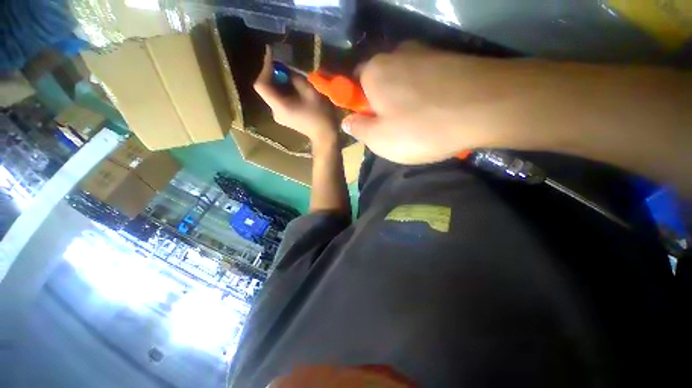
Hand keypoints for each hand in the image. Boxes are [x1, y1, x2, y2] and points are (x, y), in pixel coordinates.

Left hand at [254, 46, 337, 146]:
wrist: (325, 136)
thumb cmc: (320, 115)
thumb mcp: (310, 92)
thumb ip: (295, 78)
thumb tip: (286, 70)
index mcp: (279, 106)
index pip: (261, 85)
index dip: (265, 68)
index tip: (271, 55)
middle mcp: (275, 112)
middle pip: (267, 89)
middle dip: (274, 74)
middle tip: (285, 65)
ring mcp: (279, 116)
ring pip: (273, 94)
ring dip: (280, 82)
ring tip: (291, 75)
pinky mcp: (285, 117)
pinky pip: (279, 100)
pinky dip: (284, 91)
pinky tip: (294, 88)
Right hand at [342, 43, 520, 163]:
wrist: (486, 108)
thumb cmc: (420, 128)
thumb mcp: (379, 139)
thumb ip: (358, 128)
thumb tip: (348, 120)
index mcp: (374, 72)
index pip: (354, 83)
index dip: (358, 105)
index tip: (369, 122)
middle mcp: (397, 54)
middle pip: (380, 81)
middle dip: (382, 104)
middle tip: (394, 127)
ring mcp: (426, 54)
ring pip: (404, 81)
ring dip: (404, 101)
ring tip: (417, 123)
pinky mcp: (450, 60)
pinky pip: (426, 81)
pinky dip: (425, 96)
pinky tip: (436, 112)